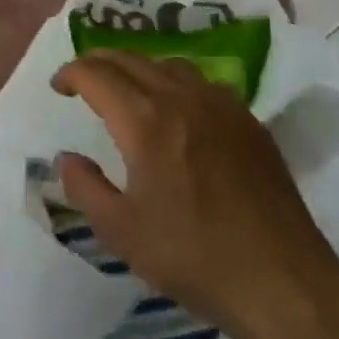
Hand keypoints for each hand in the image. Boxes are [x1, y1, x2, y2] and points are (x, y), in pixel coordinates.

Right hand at [52, 50, 338, 338]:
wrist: (280, 279)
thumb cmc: (192, 256)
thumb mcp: (120, 231)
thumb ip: (84, 187)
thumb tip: (67, 158)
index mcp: (145, 122)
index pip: (97, 74)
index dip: (71, 73)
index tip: (59, 87)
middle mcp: (182, 99)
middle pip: (131, 59)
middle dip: (100, 62)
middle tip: (83, 80)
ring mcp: (221, 106)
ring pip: (169, 64)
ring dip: (138, 68)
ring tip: (127, 90)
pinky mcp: (249, 121)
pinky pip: (203, 83)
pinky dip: (176, 83)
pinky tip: (178, 110)